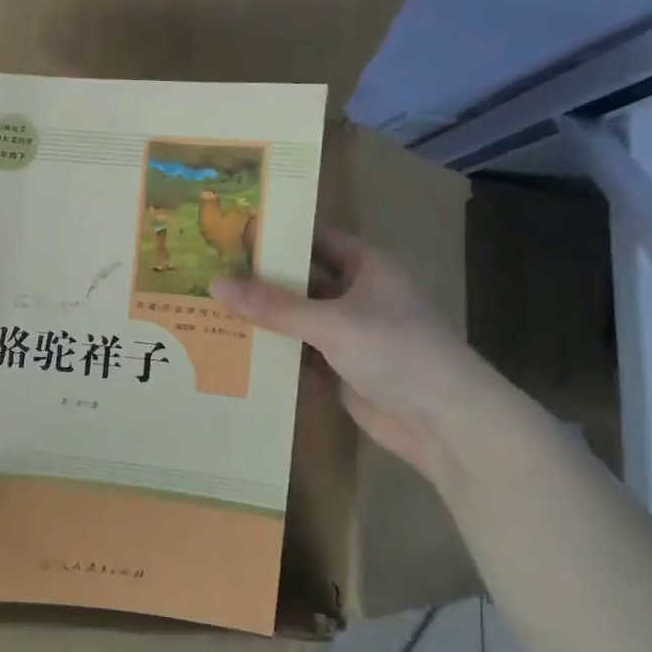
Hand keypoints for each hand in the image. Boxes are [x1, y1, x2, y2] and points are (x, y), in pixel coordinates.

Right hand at [212, 228, 486, 486]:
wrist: (445, 423)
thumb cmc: (396, 351)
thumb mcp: (332, 322)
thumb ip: (274, 306)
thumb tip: (215, 286)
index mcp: (364, 267)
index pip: (314, 237)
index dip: (277, 231)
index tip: (229, 229)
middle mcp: (355, 294)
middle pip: (300, 279)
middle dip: (259, 277)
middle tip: (205, 269)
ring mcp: (347, 333)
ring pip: (296, 317)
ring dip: (262, 316)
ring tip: (207, 306)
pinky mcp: (339, 369)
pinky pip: (298, 352)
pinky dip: (271, 351)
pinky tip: (232, 348)